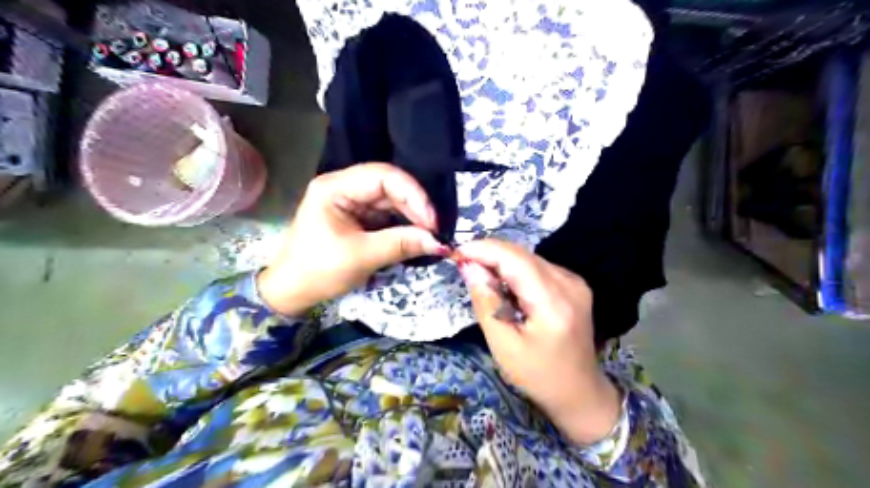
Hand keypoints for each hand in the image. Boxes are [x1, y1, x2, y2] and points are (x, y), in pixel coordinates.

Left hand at [257, 164, 447, 316]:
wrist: (293, 291)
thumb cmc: (318, 271)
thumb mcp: (361, 257)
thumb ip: (401, 244)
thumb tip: (440, 242)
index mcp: (335, 188)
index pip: (383, 176)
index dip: (413, 194)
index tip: (432, 221)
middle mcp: (344, 187)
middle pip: (390, 186)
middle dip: (415, 207)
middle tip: (435, 231)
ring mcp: (352, 201)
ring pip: (392, 200)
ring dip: (413, 216)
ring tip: (430, 235)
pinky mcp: (359, 216)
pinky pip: (388, 214)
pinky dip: (404, 225)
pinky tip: (417, 235)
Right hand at [456, 240, 618, 445]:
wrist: (579, 392)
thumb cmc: (538, 375)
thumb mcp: (503, 345)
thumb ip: (485, 302)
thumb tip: (468, 266)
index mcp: (553, 303)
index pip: (514, 259)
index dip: (483, 249)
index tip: (455, 252)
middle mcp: (569, 283)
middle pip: (522, 254)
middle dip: (489, 254)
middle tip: (462, 265)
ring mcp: (574, 282)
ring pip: (528, 258)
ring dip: (501, 262)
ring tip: (480, 276)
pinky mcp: (573, 284)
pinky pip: (537, 267)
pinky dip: (515, 270)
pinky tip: (504, 286)